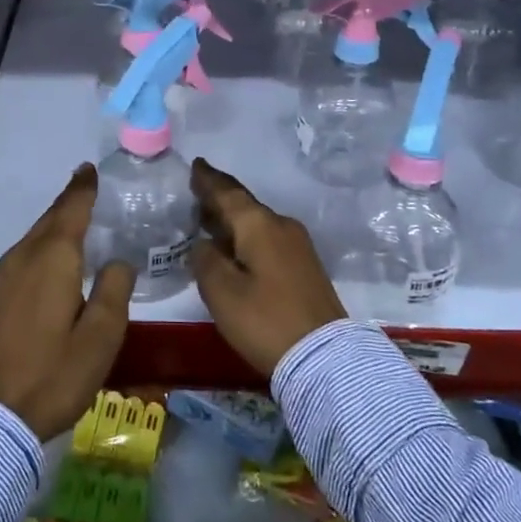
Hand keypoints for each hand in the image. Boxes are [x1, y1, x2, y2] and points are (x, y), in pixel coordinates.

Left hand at [0, 164, 135, 439]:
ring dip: (56, 222)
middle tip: (88, 185)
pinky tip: (55, 256)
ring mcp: (7, 276)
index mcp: (53, 258)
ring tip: (77, 215)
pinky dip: (45, 242)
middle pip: (51, 218)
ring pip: (36, 235)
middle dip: (69, 200)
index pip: (72, 209)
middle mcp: (26, 257)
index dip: (83, 188)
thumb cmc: (54, 374)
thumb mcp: (101, 336)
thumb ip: (114, 290)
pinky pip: (27, 253)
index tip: (91, 169)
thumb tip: (117, 260)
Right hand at [190, 159, 344, 377]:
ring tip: (209, 222)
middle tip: (195, 195)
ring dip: (233, 221)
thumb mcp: (221, 292)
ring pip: (257, 223)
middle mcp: (281, 225)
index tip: (195, 165)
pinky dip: (247, 237)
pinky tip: (235, 249)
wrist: (325, 357)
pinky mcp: (305, 266)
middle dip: (219, 200)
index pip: (228, 192)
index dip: (208, 180)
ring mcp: (298, 246)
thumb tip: (204, 243)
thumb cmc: (265, 320)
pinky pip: (268, 239)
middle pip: (244, 206)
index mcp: (259, 225)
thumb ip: (205, 260)